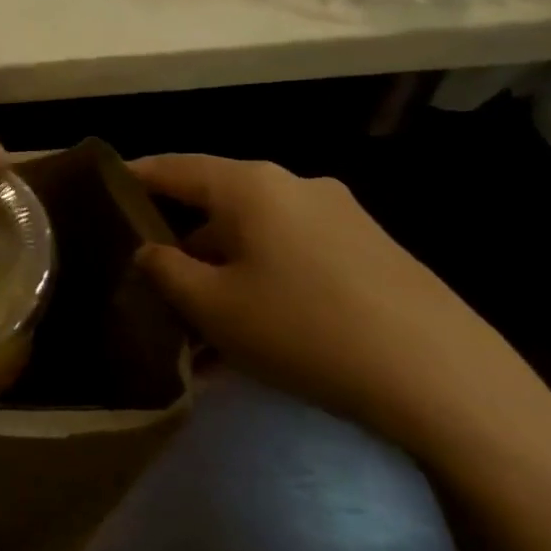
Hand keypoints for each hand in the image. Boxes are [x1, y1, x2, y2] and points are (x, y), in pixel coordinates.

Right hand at [130, 154, 543, 454]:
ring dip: (225, 266)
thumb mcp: (212, 306)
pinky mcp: (374, 251)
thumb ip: (165, 269)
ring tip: (205, 318)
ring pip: (259, 233)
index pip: (175, 167)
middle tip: (154, 275)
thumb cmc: (304, 330)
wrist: (446, 382)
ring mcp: (343, 216)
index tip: (104, 189)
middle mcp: (296, 185)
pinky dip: (266, 278)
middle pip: (218, 201)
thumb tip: (150, 250)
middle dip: (182, 238)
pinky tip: (260, 328)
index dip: (135, 177)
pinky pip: (297, 254)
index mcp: (251, 185)